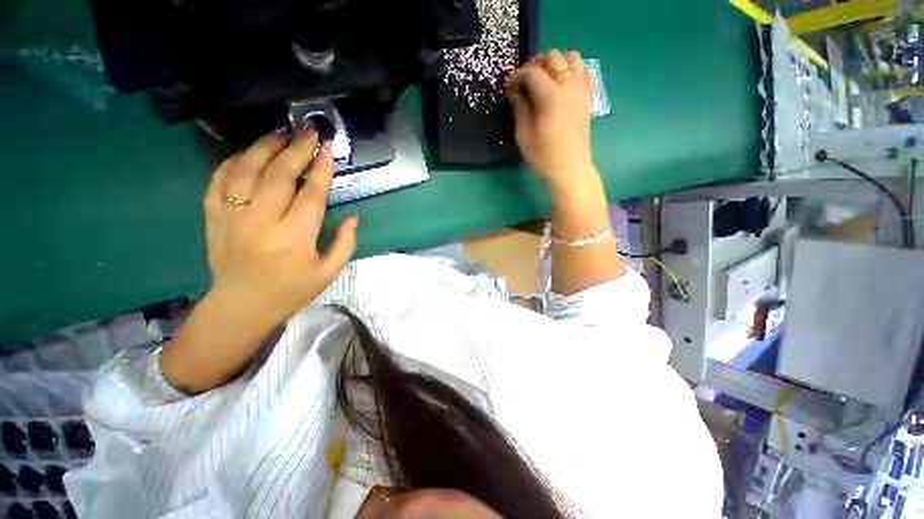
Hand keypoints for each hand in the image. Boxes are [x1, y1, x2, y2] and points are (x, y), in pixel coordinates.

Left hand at [204, 126, 357, 321]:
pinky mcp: (213, 217)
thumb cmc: (291, 289)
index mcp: (295, 238)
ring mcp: (232, 217)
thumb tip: (354, 218)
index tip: (328, 150)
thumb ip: (345, 244)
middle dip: (297, 149)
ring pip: (247, 170)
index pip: (311, 195)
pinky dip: (234, 161)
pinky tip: (249, 153)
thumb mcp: (328, 272)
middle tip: (308, 132)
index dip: (322, 171)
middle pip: (280, 175)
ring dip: (265, 147)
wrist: (242, 305)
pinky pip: (219, 180)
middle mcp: (262, 222)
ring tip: (280, 132)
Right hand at [508, 49, 594, 189]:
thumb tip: (517, 90)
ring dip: (556, 62)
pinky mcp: (587, 98)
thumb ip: (520, 108)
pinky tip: (563, 83)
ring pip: (572, 57)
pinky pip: (584, 71)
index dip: (517, 76)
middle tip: (525, 80)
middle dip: (535, 64)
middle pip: (553, 57)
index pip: (531, 72)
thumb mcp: (523, 135)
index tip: (509, 87)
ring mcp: (581, 91)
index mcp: (550, 96)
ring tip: (545, 78)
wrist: (570, 169)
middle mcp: (568, 86)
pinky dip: (573, 70)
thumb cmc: (543, 156)